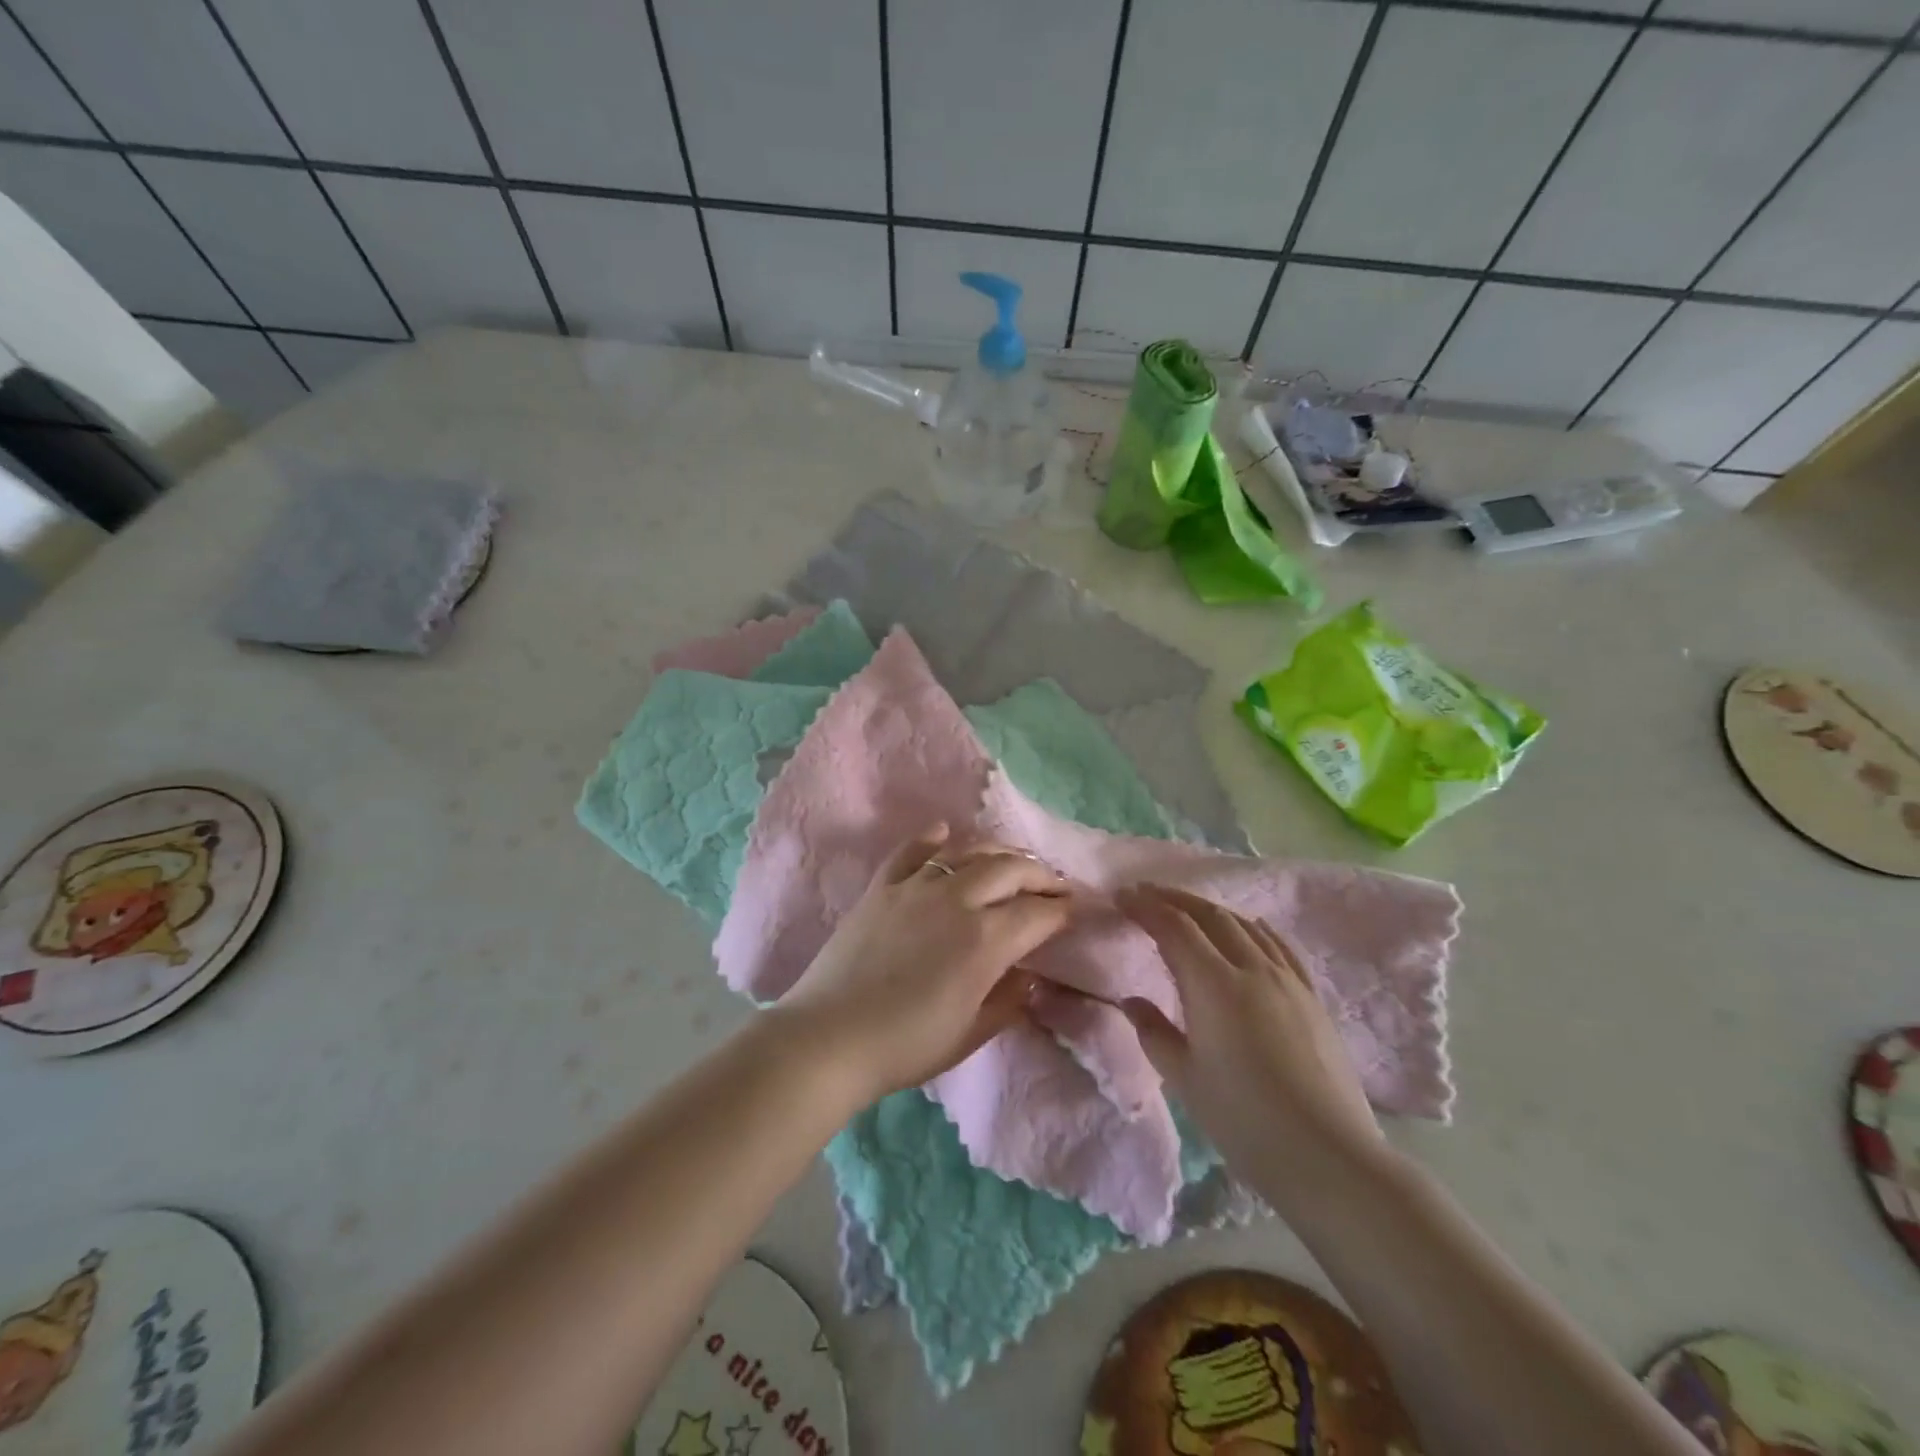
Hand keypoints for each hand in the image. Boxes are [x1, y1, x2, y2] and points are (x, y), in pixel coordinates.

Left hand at [772, 826, 1073, 1104]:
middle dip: (1040, 874)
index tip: (1075, 910)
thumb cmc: (906, 1045)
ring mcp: (916, 887)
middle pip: (1010, 869)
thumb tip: (1030, 975)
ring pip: (968, 851)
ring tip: (1012, 861)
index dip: (1062, 910)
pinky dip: (933, 838)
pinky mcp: (882, 886)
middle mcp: (956, 900)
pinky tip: (946, 834)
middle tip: (1054, 885)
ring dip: (998, 852)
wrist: (828, 1038)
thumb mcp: (971, 1033)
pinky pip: (912, 851)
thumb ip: (1008, 999)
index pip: (1038, 913)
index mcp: (985, 940)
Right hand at [1117, 885, 1387, 1207]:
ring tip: (1187, 910)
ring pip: (1244, 925)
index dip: (1145, 906)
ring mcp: (1288, 980)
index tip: (1121, 896)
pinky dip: (1252, 927)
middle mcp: (1252, 969)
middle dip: (1173, 899)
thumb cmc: (1245, 1122)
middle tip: (1145, 894)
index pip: (1173, 927)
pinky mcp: (1311, 997)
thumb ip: (1153, 1032)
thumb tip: (1131, 1000)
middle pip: (1209, 915)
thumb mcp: (1185, 1079)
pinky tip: (1247, 929)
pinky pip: (1278, 945)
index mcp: (1214, 985)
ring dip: (1209, 910)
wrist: (1329, 1158)